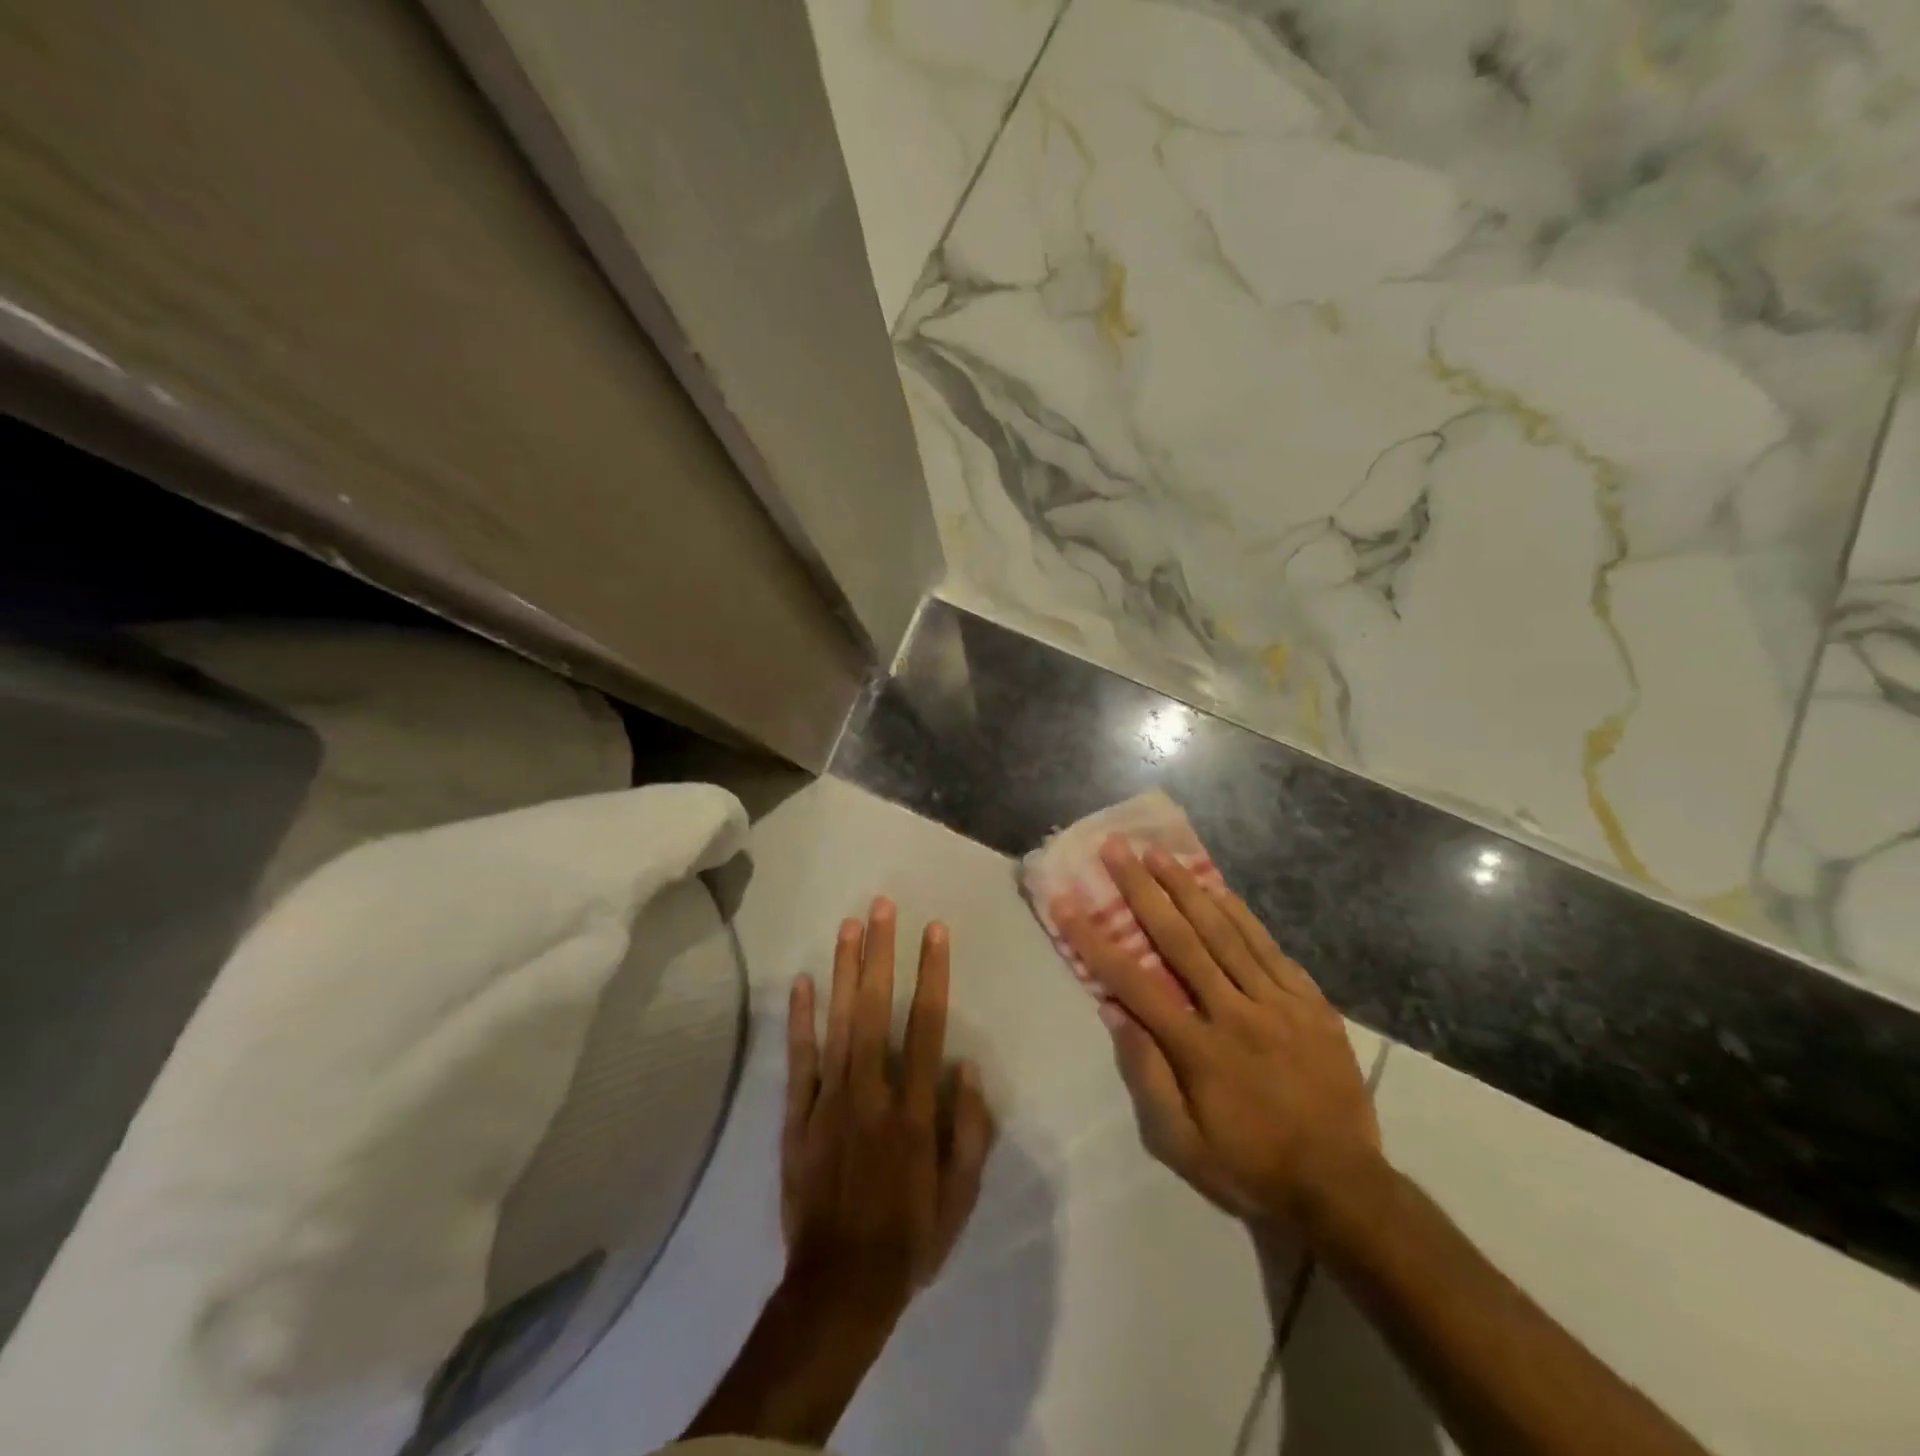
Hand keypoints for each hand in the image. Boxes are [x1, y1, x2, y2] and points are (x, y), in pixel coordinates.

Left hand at [781, 899, 996, 1311]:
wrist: (839, 1288)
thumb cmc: (909, 1238)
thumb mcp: (960, 1197)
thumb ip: (970, 1131)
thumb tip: (966, 1066)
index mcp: (913, 1111)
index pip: (925, 1025)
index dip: (932, 974)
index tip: (934, 931)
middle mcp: (871, 1093)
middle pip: (876, 1009)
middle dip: (880, 954)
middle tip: (882, 906)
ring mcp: (829, 1102)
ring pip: (837, 1023)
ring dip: (844, 971)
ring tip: (849, 925)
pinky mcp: (797, 1118)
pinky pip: (799, 1061)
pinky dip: (799, 1020)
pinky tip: (802, 982)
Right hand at [1054, 841, 1378, 1229]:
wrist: (1345, 1187)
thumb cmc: (1251, 1167)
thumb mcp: (1183, 1146)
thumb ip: (1148, 1077)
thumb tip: (1115, 1013)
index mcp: (1198, 1049)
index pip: (1133, 982)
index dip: (1094, 939)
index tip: (1067, 901)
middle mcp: (1234, 1013)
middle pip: (1180, 939)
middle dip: (1142, 889)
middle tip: (1117, 849)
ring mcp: (1277, 1002)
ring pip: (1225, 932)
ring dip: (1188, 888)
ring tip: (1159, 852)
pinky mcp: (1309, 1001)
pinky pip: (1269, 947)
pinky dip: (1241, 914)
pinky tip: (1220, 888)